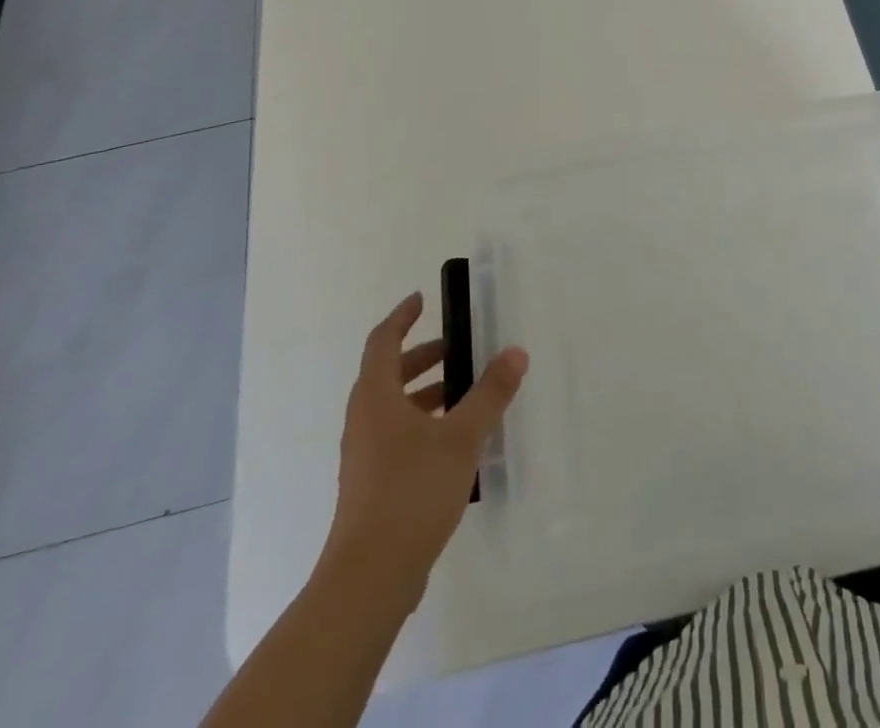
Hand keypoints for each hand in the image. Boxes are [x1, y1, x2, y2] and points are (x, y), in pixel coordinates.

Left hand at [322, 293, 527, 608]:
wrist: (370, 579)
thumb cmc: (412, 492)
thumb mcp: (461, 437)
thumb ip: (490, 393)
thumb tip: (515, 351)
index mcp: (376, 397)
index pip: (383, 341)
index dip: (402, 317)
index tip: (422, 299)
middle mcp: (364, 420)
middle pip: (388, 374)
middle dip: (422, 356)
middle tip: (457, 349)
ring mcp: (364, 456)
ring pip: (393, 408)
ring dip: (425, 392)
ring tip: (465, 394)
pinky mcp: (372, 486)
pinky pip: (397, 436)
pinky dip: (423, 423)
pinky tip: (456, 443)